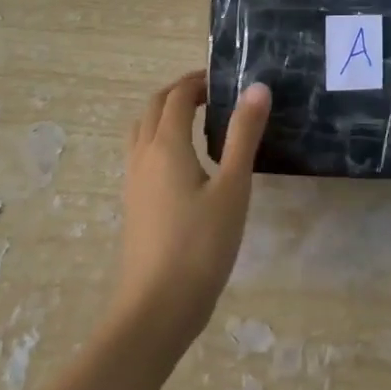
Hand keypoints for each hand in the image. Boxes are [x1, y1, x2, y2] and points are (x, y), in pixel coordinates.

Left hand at [111, 71, 269, 347]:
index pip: (177, 95)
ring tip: (197, 120)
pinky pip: (141, 153)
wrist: (155, 310)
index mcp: (166, 144)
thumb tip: (257, 87)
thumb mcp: (233, 187)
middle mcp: (143, 155)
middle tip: (213, 93)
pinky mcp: (133, 204)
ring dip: (165, 114)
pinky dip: (159, 138)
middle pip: (154, 107)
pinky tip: (184, 163)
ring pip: (142, 129)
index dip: (198, 80)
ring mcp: (133, 181)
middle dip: (180, 92)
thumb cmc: (200, 246)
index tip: (225, 79)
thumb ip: (244, 134)